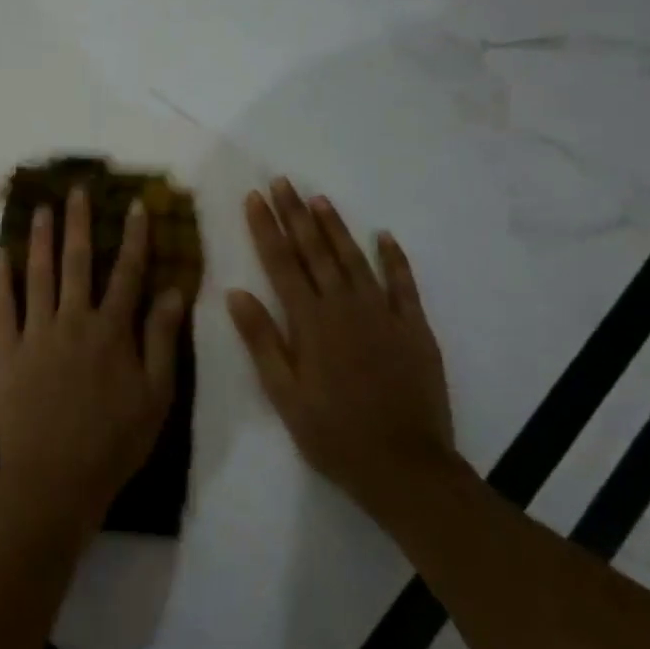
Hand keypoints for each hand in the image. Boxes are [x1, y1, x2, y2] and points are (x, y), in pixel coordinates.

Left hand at [0, 187, 187, 526]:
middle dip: (79, 223)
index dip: (133, 238)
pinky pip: (2, 308)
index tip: (134, 206)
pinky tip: (1, 256)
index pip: (127, 273)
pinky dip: (0, 280)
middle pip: (77, 263)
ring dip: (41, 239)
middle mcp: (72, 321)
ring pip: (38, 275)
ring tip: (41, 209)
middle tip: (77, 190)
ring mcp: (35, 334)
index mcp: (111, 331)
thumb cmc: (113, 442)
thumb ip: (161, 340)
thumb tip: (173, 290)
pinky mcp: (5, 352)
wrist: (55, 478)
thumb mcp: (156, 396)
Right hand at [227, 178, 456, 509]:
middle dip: (296, 214)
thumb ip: (261, 340)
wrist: (404, 466)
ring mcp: (384, 314)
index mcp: (310, 322)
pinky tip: (384, 236)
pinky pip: (403, 284)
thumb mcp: (284, 394)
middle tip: (283, 182)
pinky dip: (394, 258)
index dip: (266, 228)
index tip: (255, 197)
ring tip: (319, 198)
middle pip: (316, 251)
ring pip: (354, 259)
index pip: (282, 263)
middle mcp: (345, 307)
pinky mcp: (414, 328)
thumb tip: (235, 292)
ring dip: (335, 227)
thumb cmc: (333, 433)